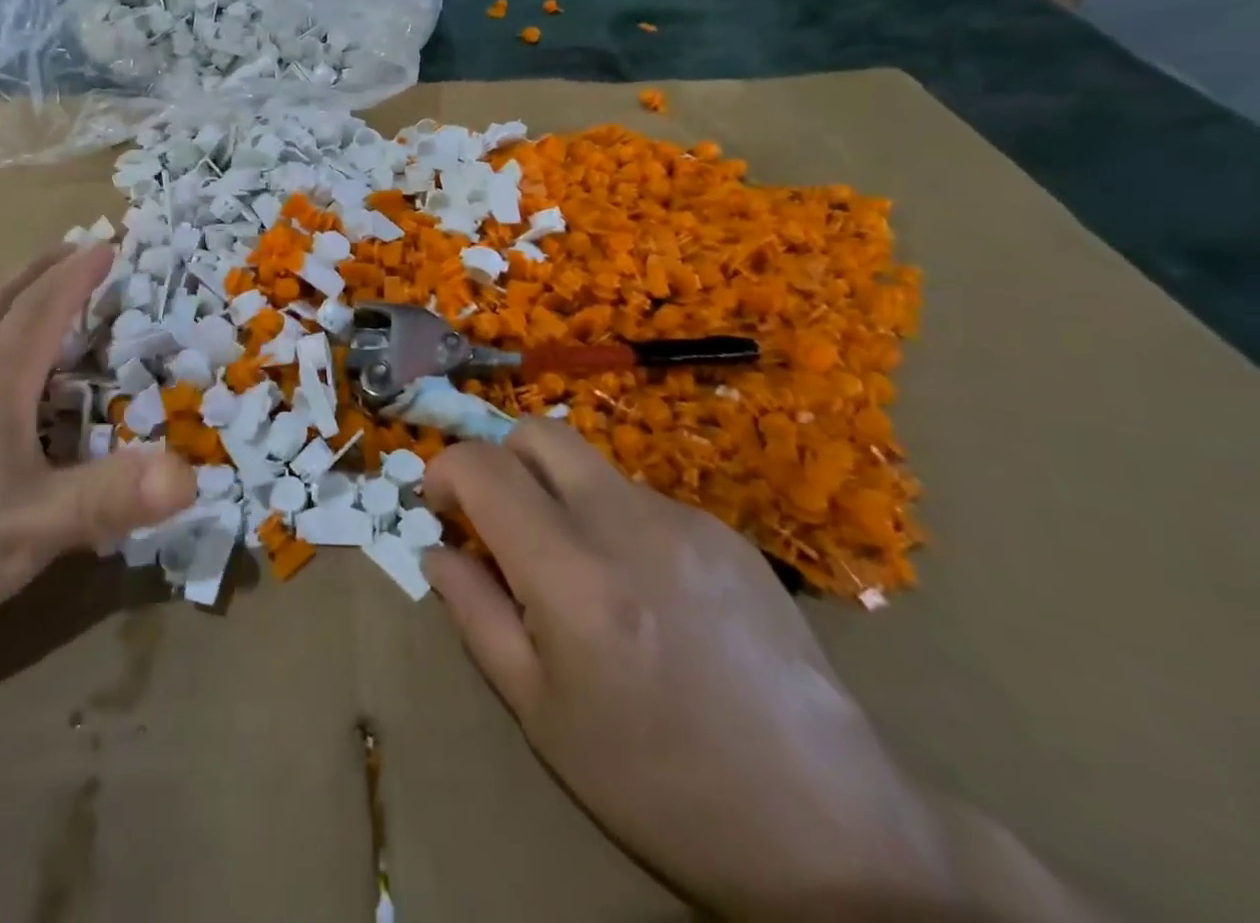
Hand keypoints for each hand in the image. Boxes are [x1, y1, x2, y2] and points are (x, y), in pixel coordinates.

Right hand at [422, 420, 952, 916]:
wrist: (830, 834)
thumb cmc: (657, 784)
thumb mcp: (539, 712)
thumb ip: (474, 613)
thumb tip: (437, 550)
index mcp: (572, 575)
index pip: (484, 468)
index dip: (445, 471)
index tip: (440, 506)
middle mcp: (627, 524)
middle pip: (539, 433)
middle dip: (500, 459)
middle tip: (498, 519)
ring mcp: (686, 520)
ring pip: (591, 467)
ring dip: (560, 497)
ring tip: (579, 575)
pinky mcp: (728, 533)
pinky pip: (644, 500)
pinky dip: (614, 523)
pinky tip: (644, 594)